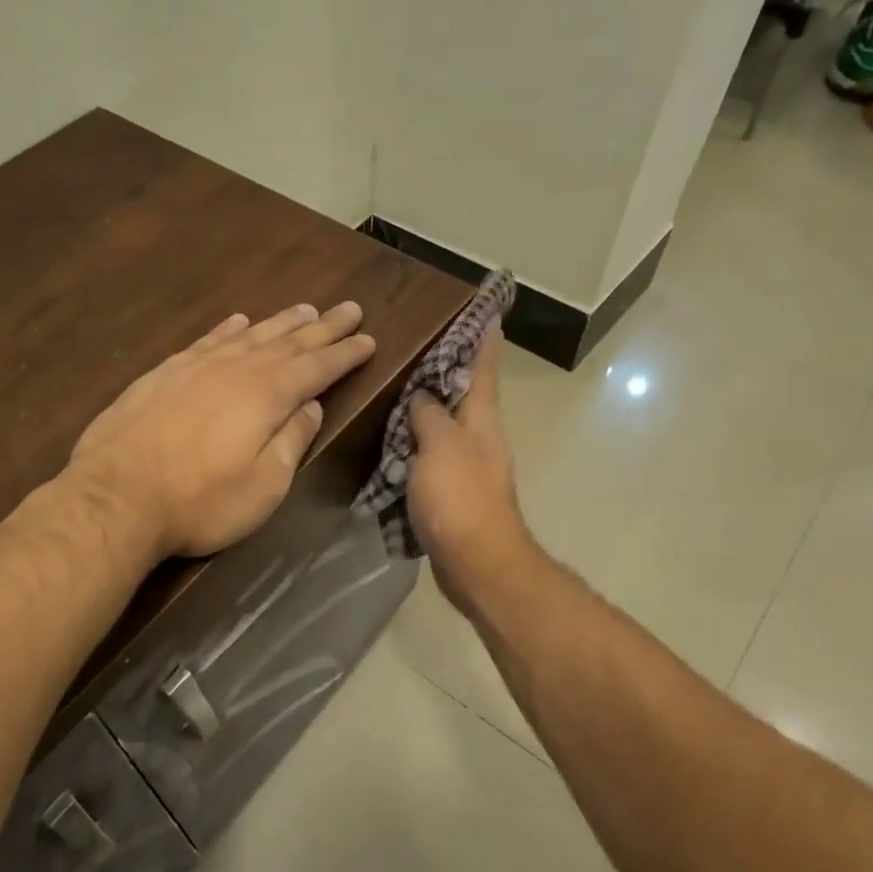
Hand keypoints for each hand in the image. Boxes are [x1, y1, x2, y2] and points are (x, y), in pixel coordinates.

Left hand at [68, 302, 376, 557]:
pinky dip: (227, 328)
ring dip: (280, 322)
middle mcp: (236, 370)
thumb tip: (312, 407)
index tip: (368, 339)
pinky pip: (206, 340)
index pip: (317, 368)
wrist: (115, 496)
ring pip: (249, 335)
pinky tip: (238, 320)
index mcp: (267, 397)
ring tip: (305, 309)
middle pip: (288, 342)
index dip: (345, 354)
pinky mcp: (164, 373)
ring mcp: (196, 367)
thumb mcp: (263, 486)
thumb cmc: (200, 502)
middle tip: (350, 309)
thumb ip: (291, 442)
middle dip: (323, 327)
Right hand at [406, 324, 533, 600]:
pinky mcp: (450, 493)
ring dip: (422, 411)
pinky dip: (411, 448)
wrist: (474, 561)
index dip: (484, 337)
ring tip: (392, 391)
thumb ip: (428, 414)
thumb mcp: (440, 445)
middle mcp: (478, 437)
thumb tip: (421, 397)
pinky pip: (428, 459)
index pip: (484, 366)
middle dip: (444, 371)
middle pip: (463, 395)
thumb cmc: (460, 496)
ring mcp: (466, 467)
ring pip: (442, 428)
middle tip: (414, 347)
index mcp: (481, 418)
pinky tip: (387, 444)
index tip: (485, 310)